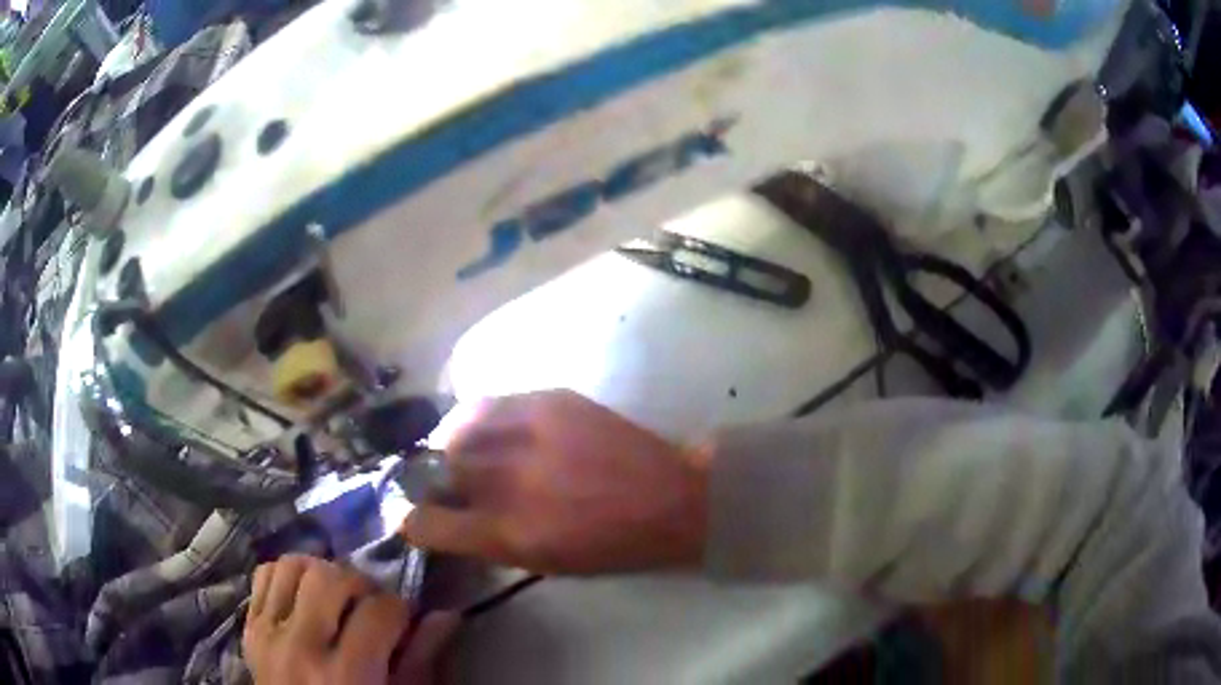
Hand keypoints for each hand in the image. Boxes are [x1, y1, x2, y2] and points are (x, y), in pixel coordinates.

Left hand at [243, 555, 458, 684]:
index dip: (401, 611)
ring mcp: (267, 633)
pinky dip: (287, 576)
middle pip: (332, 577)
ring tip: (336, 597)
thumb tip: (446, 614)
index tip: (405, 621)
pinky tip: (305, 597)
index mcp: (346, 674)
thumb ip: (420, 660)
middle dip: (361, 584)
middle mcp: (300, 646)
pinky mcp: (249, 627)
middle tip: (370, 605)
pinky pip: (263, 575)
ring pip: (293, 565)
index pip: (379, 611)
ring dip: (322, 573)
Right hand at [400, 390, 708, 574]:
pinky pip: (490, 403)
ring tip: (464, 451)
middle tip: (446, 482)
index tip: (415, 518)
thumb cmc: (610, 545)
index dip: (413, 522)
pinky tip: (492, 429)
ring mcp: (527, 432)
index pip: (426, 523)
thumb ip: (487, 541)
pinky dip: (479, 418)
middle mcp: (507, 480)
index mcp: (506, 532)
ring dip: (451, 444)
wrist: (671, 498)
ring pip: (456, 428)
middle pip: (436, 468)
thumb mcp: (543, 562)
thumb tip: (445, 521)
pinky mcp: (548, 400)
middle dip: (432, 479)